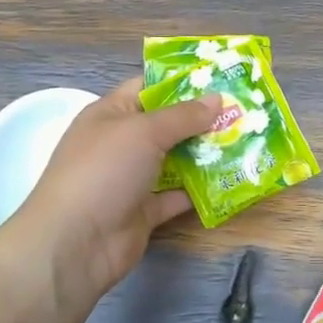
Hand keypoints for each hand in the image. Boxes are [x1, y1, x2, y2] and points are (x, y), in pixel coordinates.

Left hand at [10, 77, 221, 308]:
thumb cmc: (104, 171)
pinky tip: (230, 181)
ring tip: (246, 143)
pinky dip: (200, 191)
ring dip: (206, 154)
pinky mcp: (144, 211)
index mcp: (111, 114)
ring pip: (175, 161)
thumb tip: (217, 98)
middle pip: (166, 125)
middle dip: (202, 119)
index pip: (147, 87)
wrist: (76, 243)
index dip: (182, 81)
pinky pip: (177, 195)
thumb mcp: (143, 132)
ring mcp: (132, 179)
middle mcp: (121, 143)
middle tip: (244, 113)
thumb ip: (182, 116)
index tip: (221, 79)